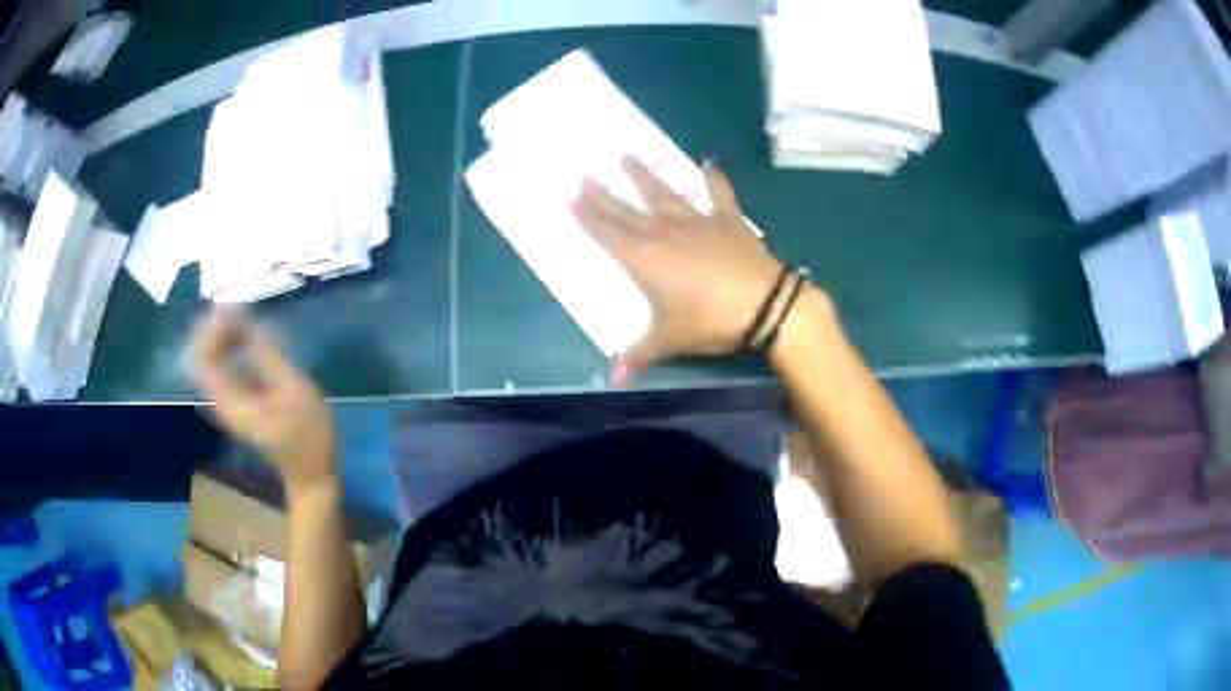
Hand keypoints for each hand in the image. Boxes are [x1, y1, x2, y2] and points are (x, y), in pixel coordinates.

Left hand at [190, 307, 337, 494]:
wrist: (312, 478)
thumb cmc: (309, 438)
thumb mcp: (295, 392)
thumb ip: (269, 357)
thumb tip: (250, 323)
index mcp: (232, 402)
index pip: (203, 358)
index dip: (212, 329)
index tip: (234, 308)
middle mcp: (223, 402)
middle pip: (203, 356)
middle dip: (216, 328)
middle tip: (240, 309)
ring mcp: (230, 404)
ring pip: (212, 361)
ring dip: (223, 336)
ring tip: (245, 318)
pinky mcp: (239, 404)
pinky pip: (224, 368)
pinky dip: (231, 349)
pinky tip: (249, 338)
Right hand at [572, 156, 786, 384]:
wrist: (764, 305)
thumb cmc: (710, 321)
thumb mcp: (671, 341)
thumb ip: (640, 355)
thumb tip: (614, 379)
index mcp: (646, 259)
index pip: (609, 234)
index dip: (588, 217)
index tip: (571, 198)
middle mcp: (666, 233)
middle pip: (629, 210)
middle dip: (605, 194)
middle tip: (587, 174)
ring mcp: (698, 222)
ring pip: (666, 194)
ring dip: (647, 175)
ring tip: (630, 155)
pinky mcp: (729, 221)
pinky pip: (720, 194)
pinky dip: (715, 178)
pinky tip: (709, 161)